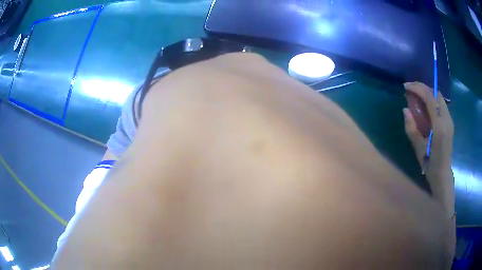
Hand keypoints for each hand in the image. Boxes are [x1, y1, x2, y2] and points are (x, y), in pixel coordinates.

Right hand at [403, 82, 453, 177]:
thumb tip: (405, 110)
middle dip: (422, 87)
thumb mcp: (418, 148)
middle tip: (411, 88)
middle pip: (436, 93)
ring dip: (427, 92)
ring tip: (417, 94)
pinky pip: (441, 103)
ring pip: (439, 97)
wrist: (442, 174)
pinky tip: (425, 104)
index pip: (430, 98)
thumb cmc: (430, 164)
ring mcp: (449, 120)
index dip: (418, 88)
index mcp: (439, 126)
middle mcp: (447, 119)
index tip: (406, 87)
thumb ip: (411, 128)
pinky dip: (432, 98)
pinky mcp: (449, 121)